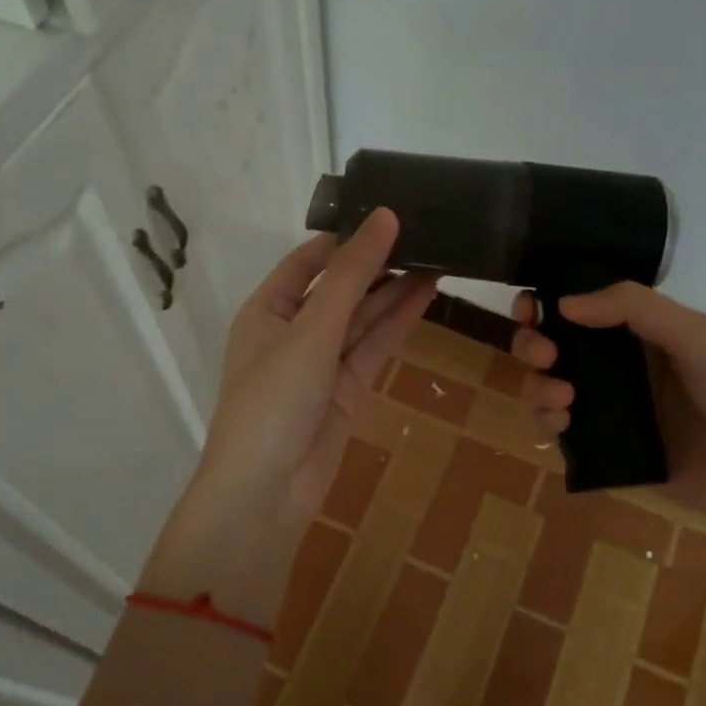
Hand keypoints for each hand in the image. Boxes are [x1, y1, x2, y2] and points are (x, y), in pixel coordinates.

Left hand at [144, 209, 435, 621]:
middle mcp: (293, 331)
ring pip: (362, 318)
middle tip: (426, 233)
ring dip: (395, 291)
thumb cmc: (274, 399)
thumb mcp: (311, 329)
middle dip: (378, 263)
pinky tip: (427, 295)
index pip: (308, 261)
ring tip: (439, 256)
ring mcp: (321, 363)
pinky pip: (373, 347)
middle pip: (340, 287)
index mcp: (267, 310)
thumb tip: (384, 217)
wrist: (267, 492)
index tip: (389, 213)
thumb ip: (351, 275)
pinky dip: (398, 323)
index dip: (346, 237)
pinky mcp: (346, 391)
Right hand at [512, 284, 705, 568]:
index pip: (580, 308)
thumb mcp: (696, 335)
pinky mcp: (604, 449)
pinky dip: (546, 420)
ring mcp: (609, 409)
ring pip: (548, 386)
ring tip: (562, 397)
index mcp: (641, 332)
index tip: (529, 308)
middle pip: (554, 345)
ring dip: (538, 384)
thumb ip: (633, 308)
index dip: (547, 303)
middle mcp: (619, 366)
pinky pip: (559, 429)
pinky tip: (561, 422)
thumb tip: (563, 302)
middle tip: (543, 354)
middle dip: (534, 343)